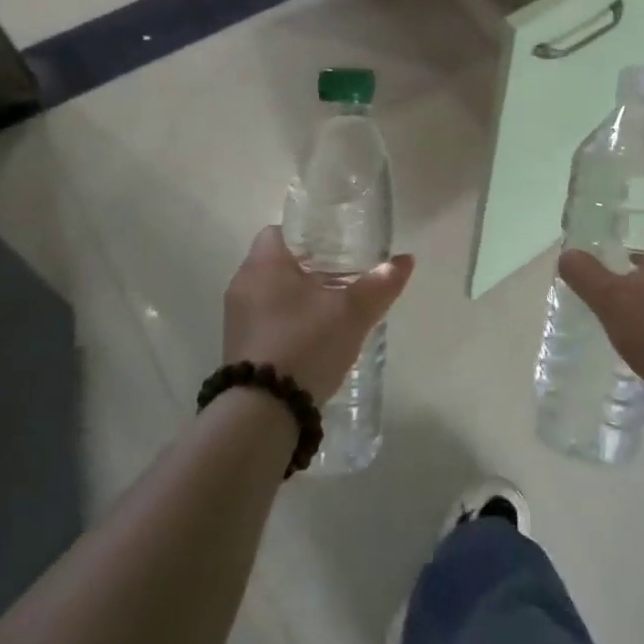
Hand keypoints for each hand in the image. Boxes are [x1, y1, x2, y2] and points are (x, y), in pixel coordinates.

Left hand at [222, 227, 414, 403]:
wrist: (263, 412)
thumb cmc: (305, 344)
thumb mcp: (351, 313)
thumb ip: (379, 284)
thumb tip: (405, 260)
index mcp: (264, 264)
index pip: (280, 230)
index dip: (308, 234)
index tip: (337, 246)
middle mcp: (244, 284)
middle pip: (279, 263)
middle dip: (310, 268)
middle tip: (345, 277)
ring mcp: (237, 318)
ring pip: (273, 293)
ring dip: (300, 298)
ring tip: (335, 309)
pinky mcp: (239, 347)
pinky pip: (267, 321)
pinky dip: (289, 322)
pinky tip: (316, 339)